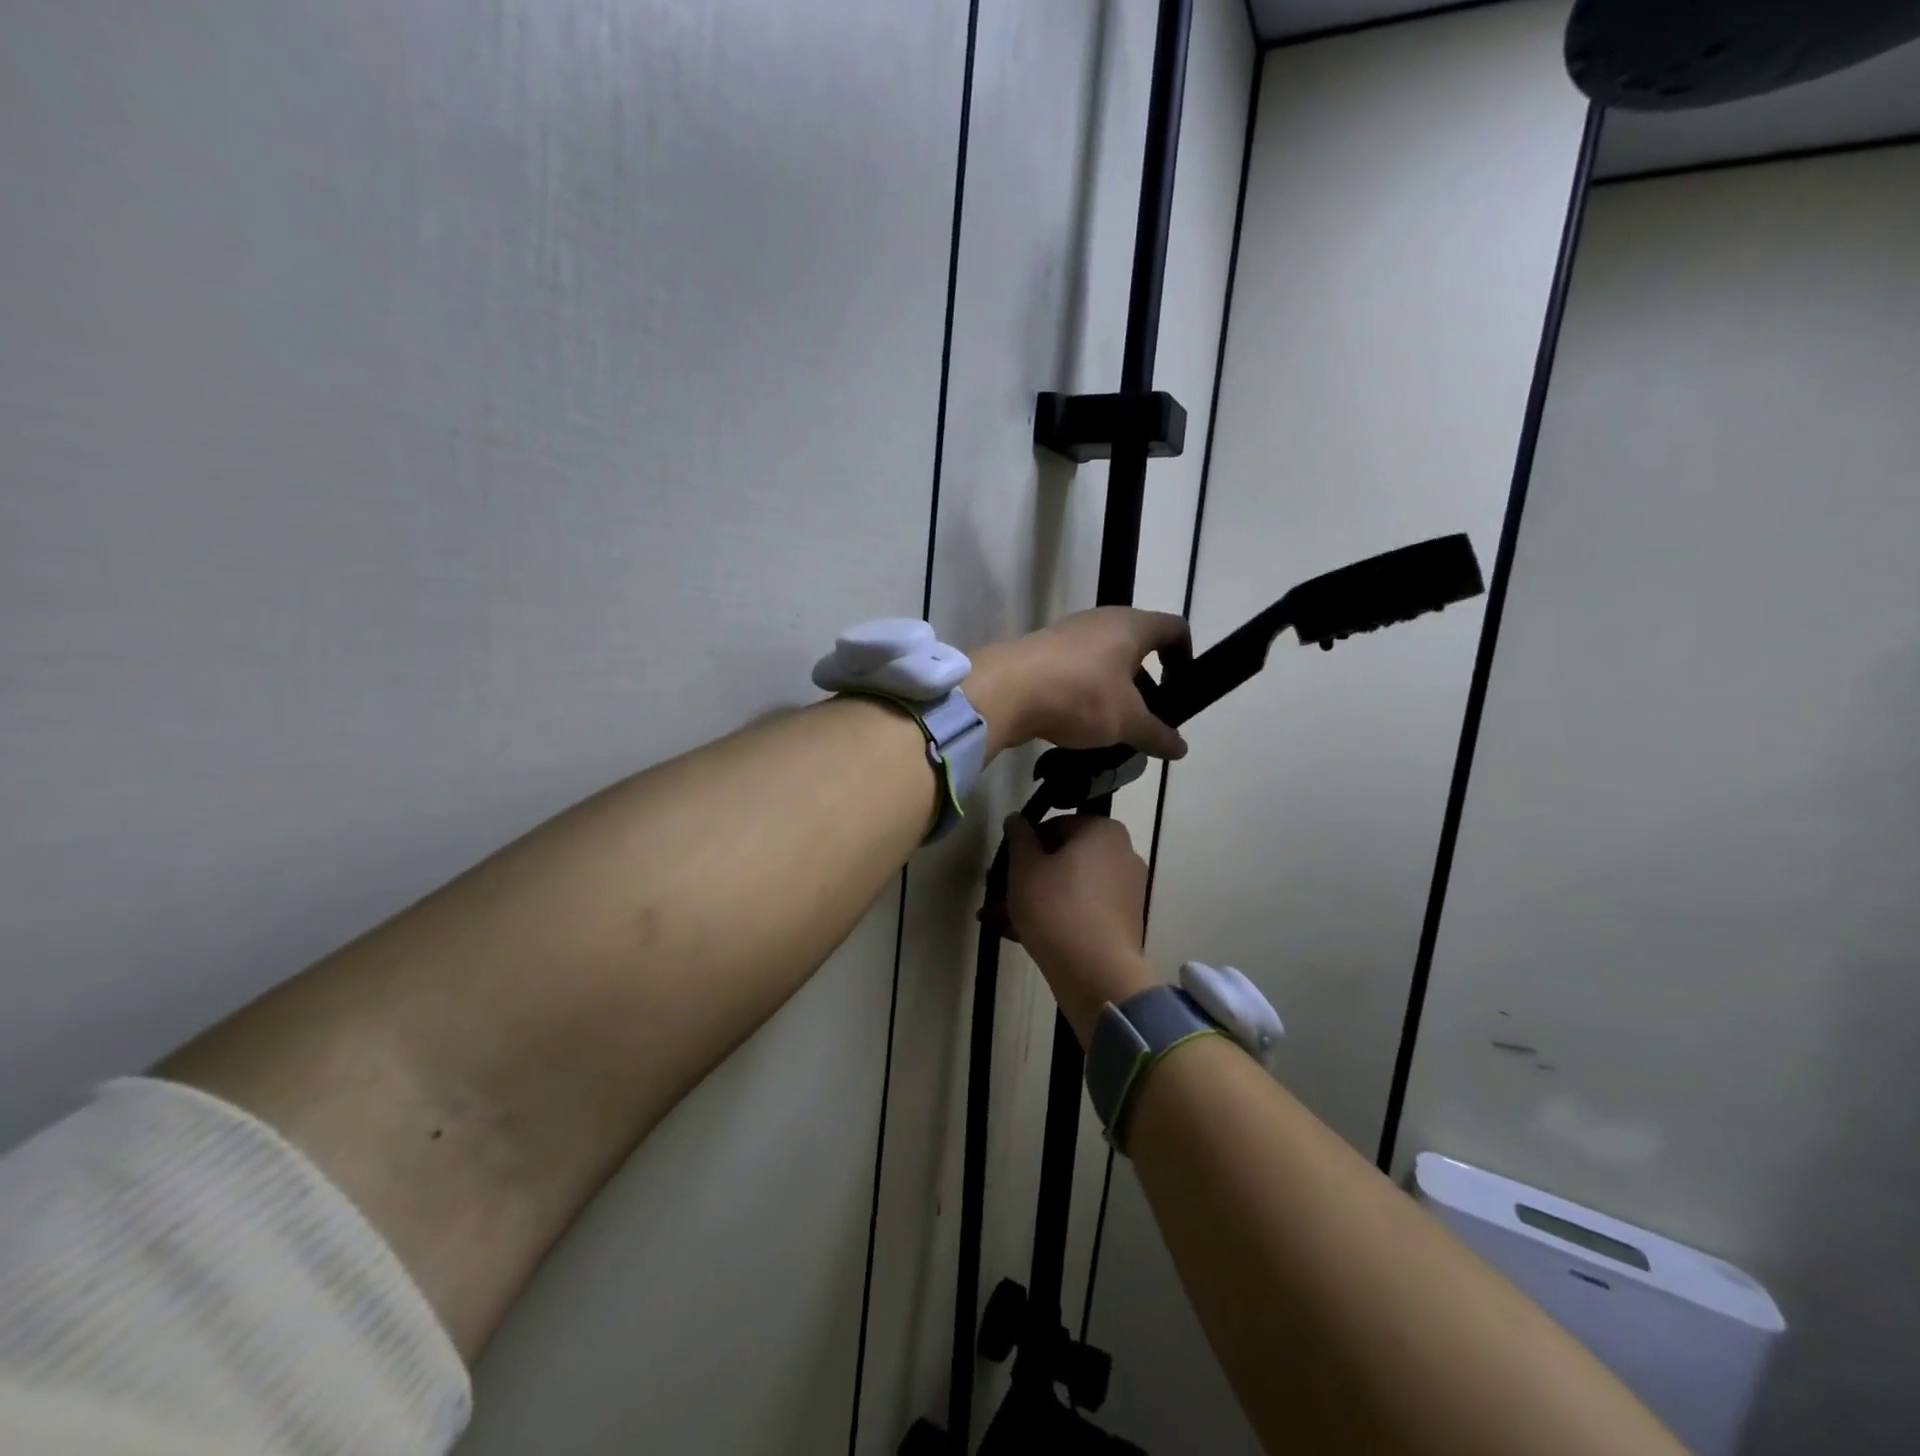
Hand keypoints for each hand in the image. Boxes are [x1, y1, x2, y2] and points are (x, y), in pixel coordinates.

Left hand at [970, 608, 1189, 759]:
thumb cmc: (1080, 695)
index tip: (1182, 690)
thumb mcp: (1127, 721)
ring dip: (1117, 691)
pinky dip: (1088, 692)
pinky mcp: (1044, 651)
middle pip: (1138, 647)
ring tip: (1116, 728)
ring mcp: (1069, 634)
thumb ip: (1157, 734)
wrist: (1006, 690)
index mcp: (1131, 626)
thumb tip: (1181, 748)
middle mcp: (1102, 620)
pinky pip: (1078, 669)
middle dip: (1149, 683)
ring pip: (1106, 660)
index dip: (1186, 657)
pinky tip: (1082, 723)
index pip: (1175, 629)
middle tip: (1149, 719)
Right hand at [1003, 813, 1159, 1045]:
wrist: (1094, 971)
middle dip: (1025, 876)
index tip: (1003, 866)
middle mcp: (1121, 854)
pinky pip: (1082, 910)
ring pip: (1069, 887)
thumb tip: (1016, 818)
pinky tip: (1019, 934)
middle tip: (995, 893)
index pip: (1054, 826)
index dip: (1023, 844)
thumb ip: (1019, 837)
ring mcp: (1126, 890)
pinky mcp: (1122, 922)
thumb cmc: (1055, 906)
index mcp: (1103, 831)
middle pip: (1062, 859)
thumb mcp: (1024, 867)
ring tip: (997, 920)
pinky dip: (1054, 916)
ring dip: (1033, 899)